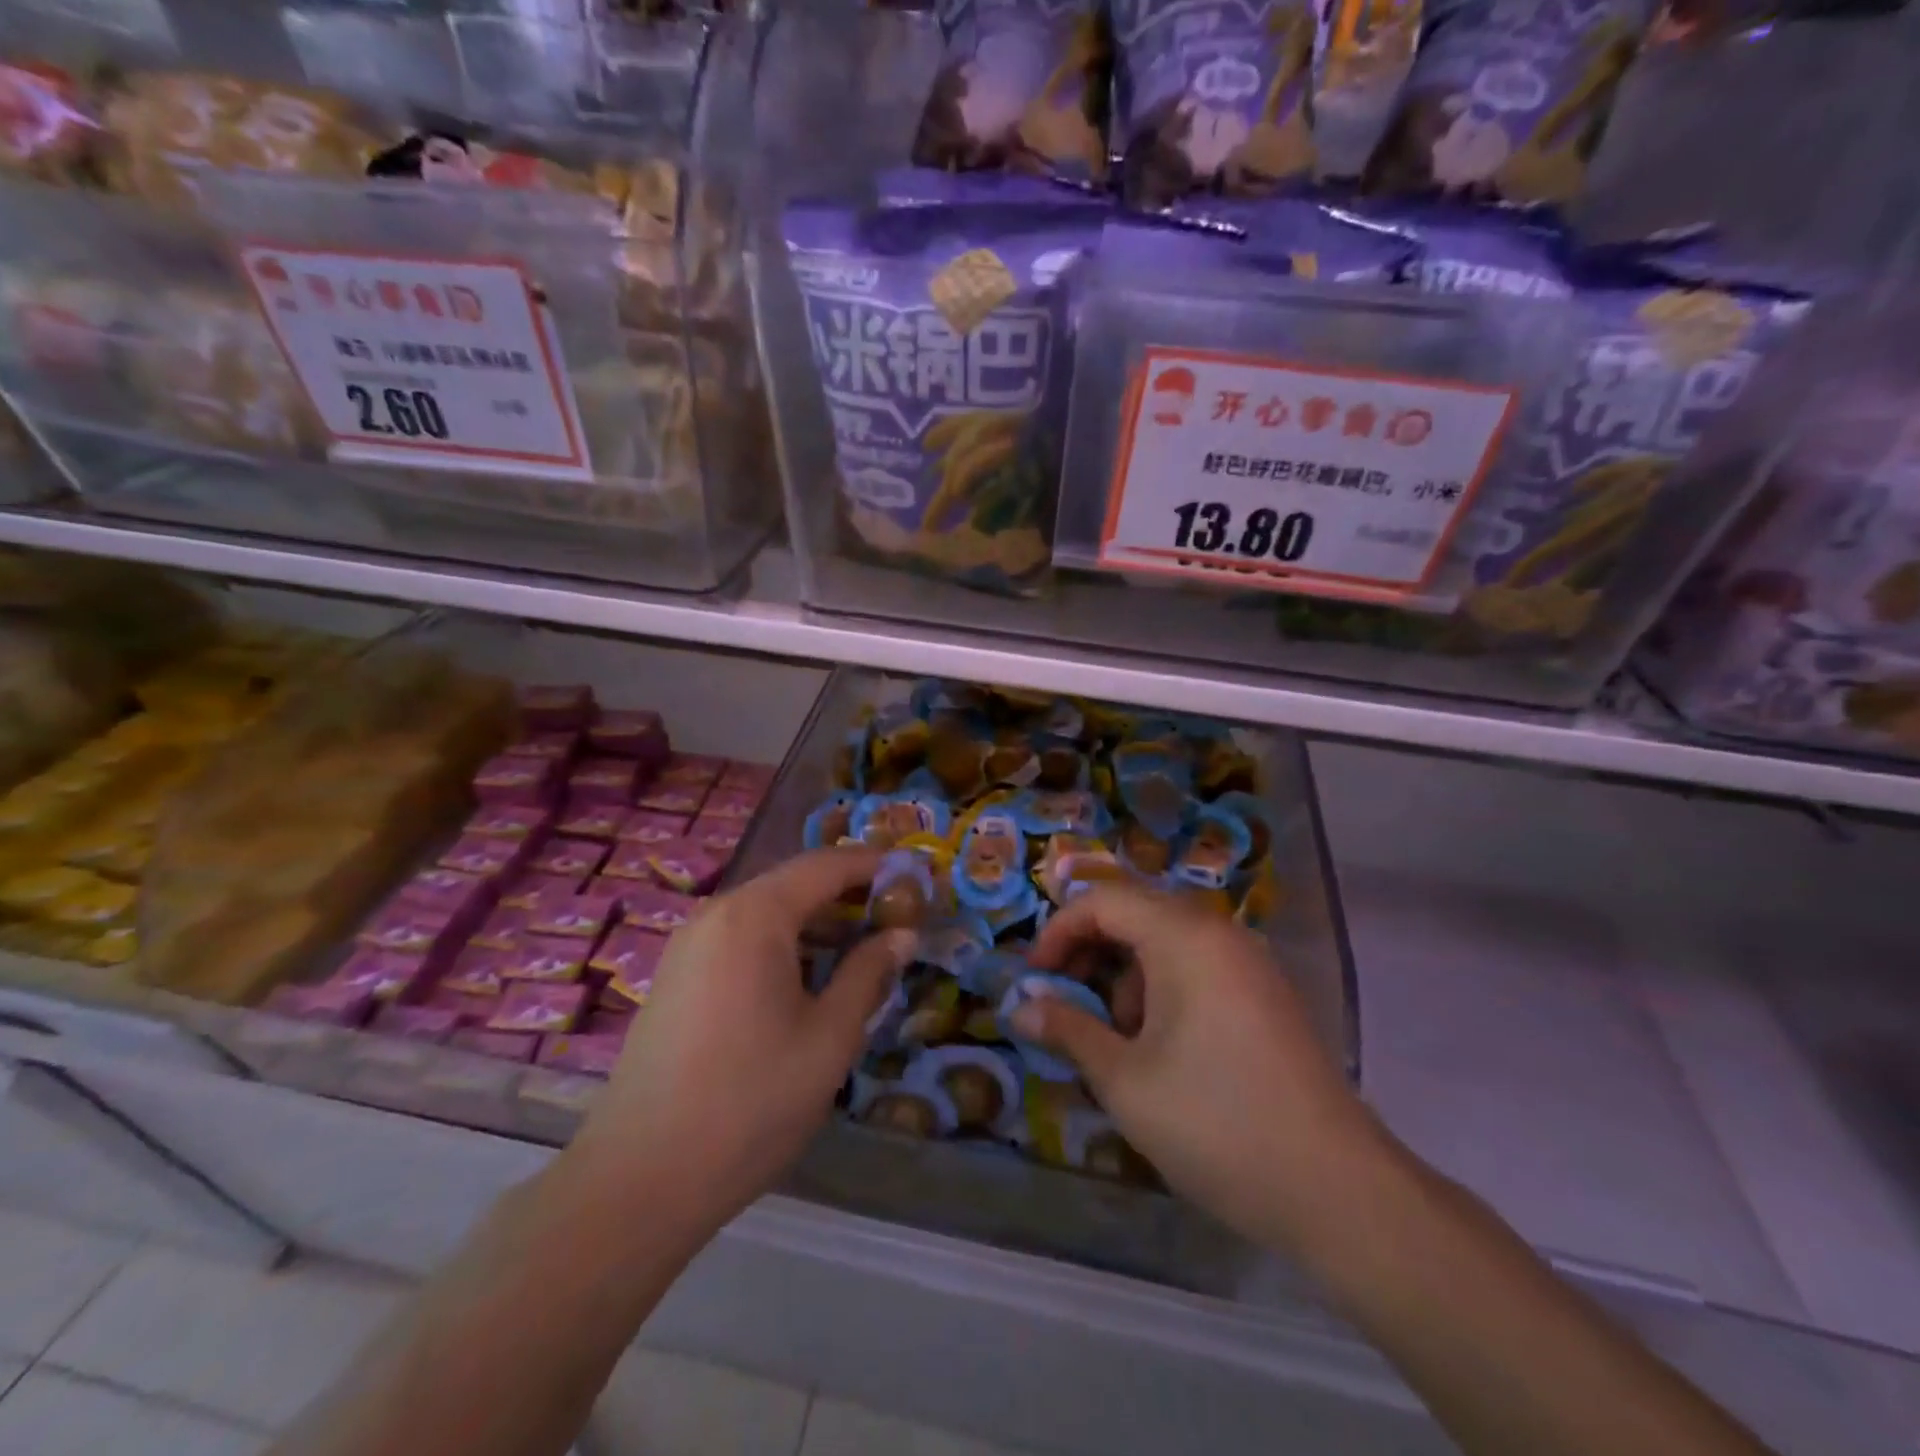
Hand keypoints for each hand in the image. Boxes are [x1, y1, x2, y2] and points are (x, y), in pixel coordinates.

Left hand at [567, 847, 913, 1234]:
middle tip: (898, 919)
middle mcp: (717, 914)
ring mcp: (689, 945)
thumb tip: (902, 934)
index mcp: (755, 915)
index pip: (827, 865)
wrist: (640, 1179)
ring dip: (817, 923)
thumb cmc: (751, 1101)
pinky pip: (742, 939)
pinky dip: (784, 945)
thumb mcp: (830, 1037)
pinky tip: (809, 981)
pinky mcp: (678, 977)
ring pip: (768, 913)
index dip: (876, 865)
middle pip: (795, 884)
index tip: (918, 877)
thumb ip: (869, 974)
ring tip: (863, 951)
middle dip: (849, 895)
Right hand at [1016, 884, 1381, 1252]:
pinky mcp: (1266, 995)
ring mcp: (1249, 963)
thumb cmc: (1216, 1123)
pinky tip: (1161, 1049)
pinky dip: (1162, 990)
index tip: (1035, 980)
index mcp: (1184, 937)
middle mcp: (1219, 933)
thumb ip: (1068, 1031)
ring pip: (1166, 943)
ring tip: (1117, 1040)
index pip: (1103, 900)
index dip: (1058, 932)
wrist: (1337, 1190)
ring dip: (1126, 976)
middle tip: (1065, 1004)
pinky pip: (1197, 967)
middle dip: (1090, 953)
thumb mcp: (1124, 1080)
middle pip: (1135, 914)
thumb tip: (1020, 1007)